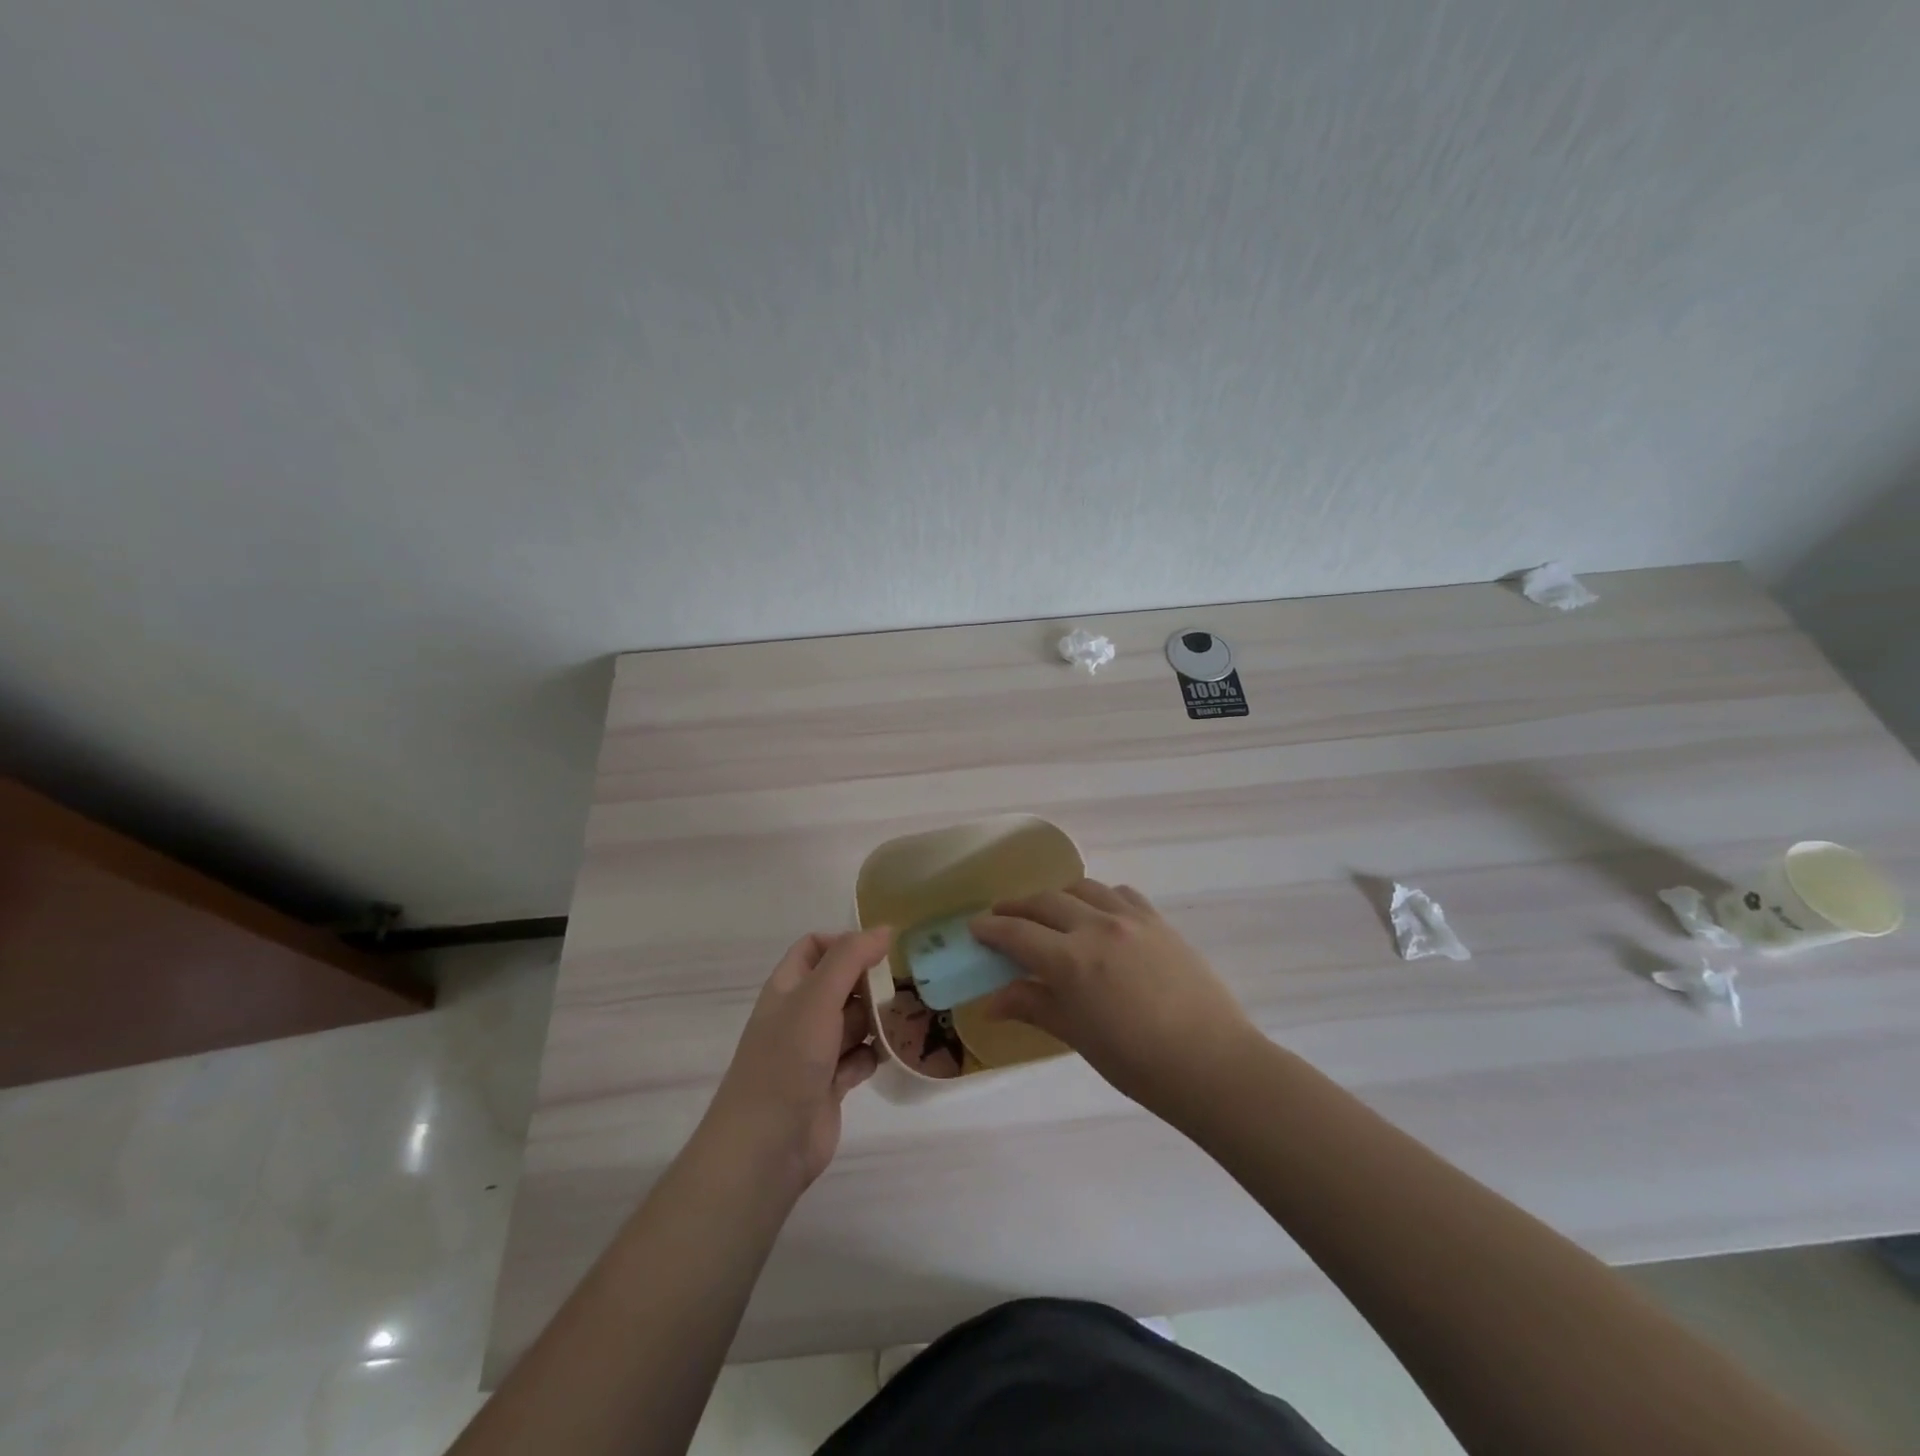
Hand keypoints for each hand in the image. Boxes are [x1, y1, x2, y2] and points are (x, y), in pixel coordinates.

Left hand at [702, 928, 888, 1190]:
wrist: (767, 1146)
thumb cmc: (788, 1060)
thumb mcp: (817, 997)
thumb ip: (850, 958)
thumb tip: (885, 929)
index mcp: (788, 988)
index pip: (815, 947)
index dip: (845, 942)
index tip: (880, 951)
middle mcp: (800, 1015)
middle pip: (841, 984)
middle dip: (870, 982)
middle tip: (907, 982)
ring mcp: (815, 1051)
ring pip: (854, 1022)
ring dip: (878, 1019)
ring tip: (911, 1014)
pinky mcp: (831, 1084)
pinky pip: (859, 1058)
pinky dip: (874, 1055)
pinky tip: (891, 1055)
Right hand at [971, 880, 1256, 1108]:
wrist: (1212, 1064)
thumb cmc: (1137, 1063)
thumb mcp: (1078, 1036)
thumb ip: (1034, 1007)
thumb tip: (992, 1002)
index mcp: (1071, 960)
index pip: (1017, 933)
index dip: (991, 928)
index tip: (975, 927)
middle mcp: (1097, 926)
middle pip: (1044, 902)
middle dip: (1016, 906)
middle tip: (1001, 916)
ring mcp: (1131, 919)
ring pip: (1082, 888)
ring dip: (1056, 896)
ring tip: (1048, 911)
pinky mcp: (1159, 921)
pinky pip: (1119, 893)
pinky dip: (1098, 896)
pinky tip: (1098, 913)